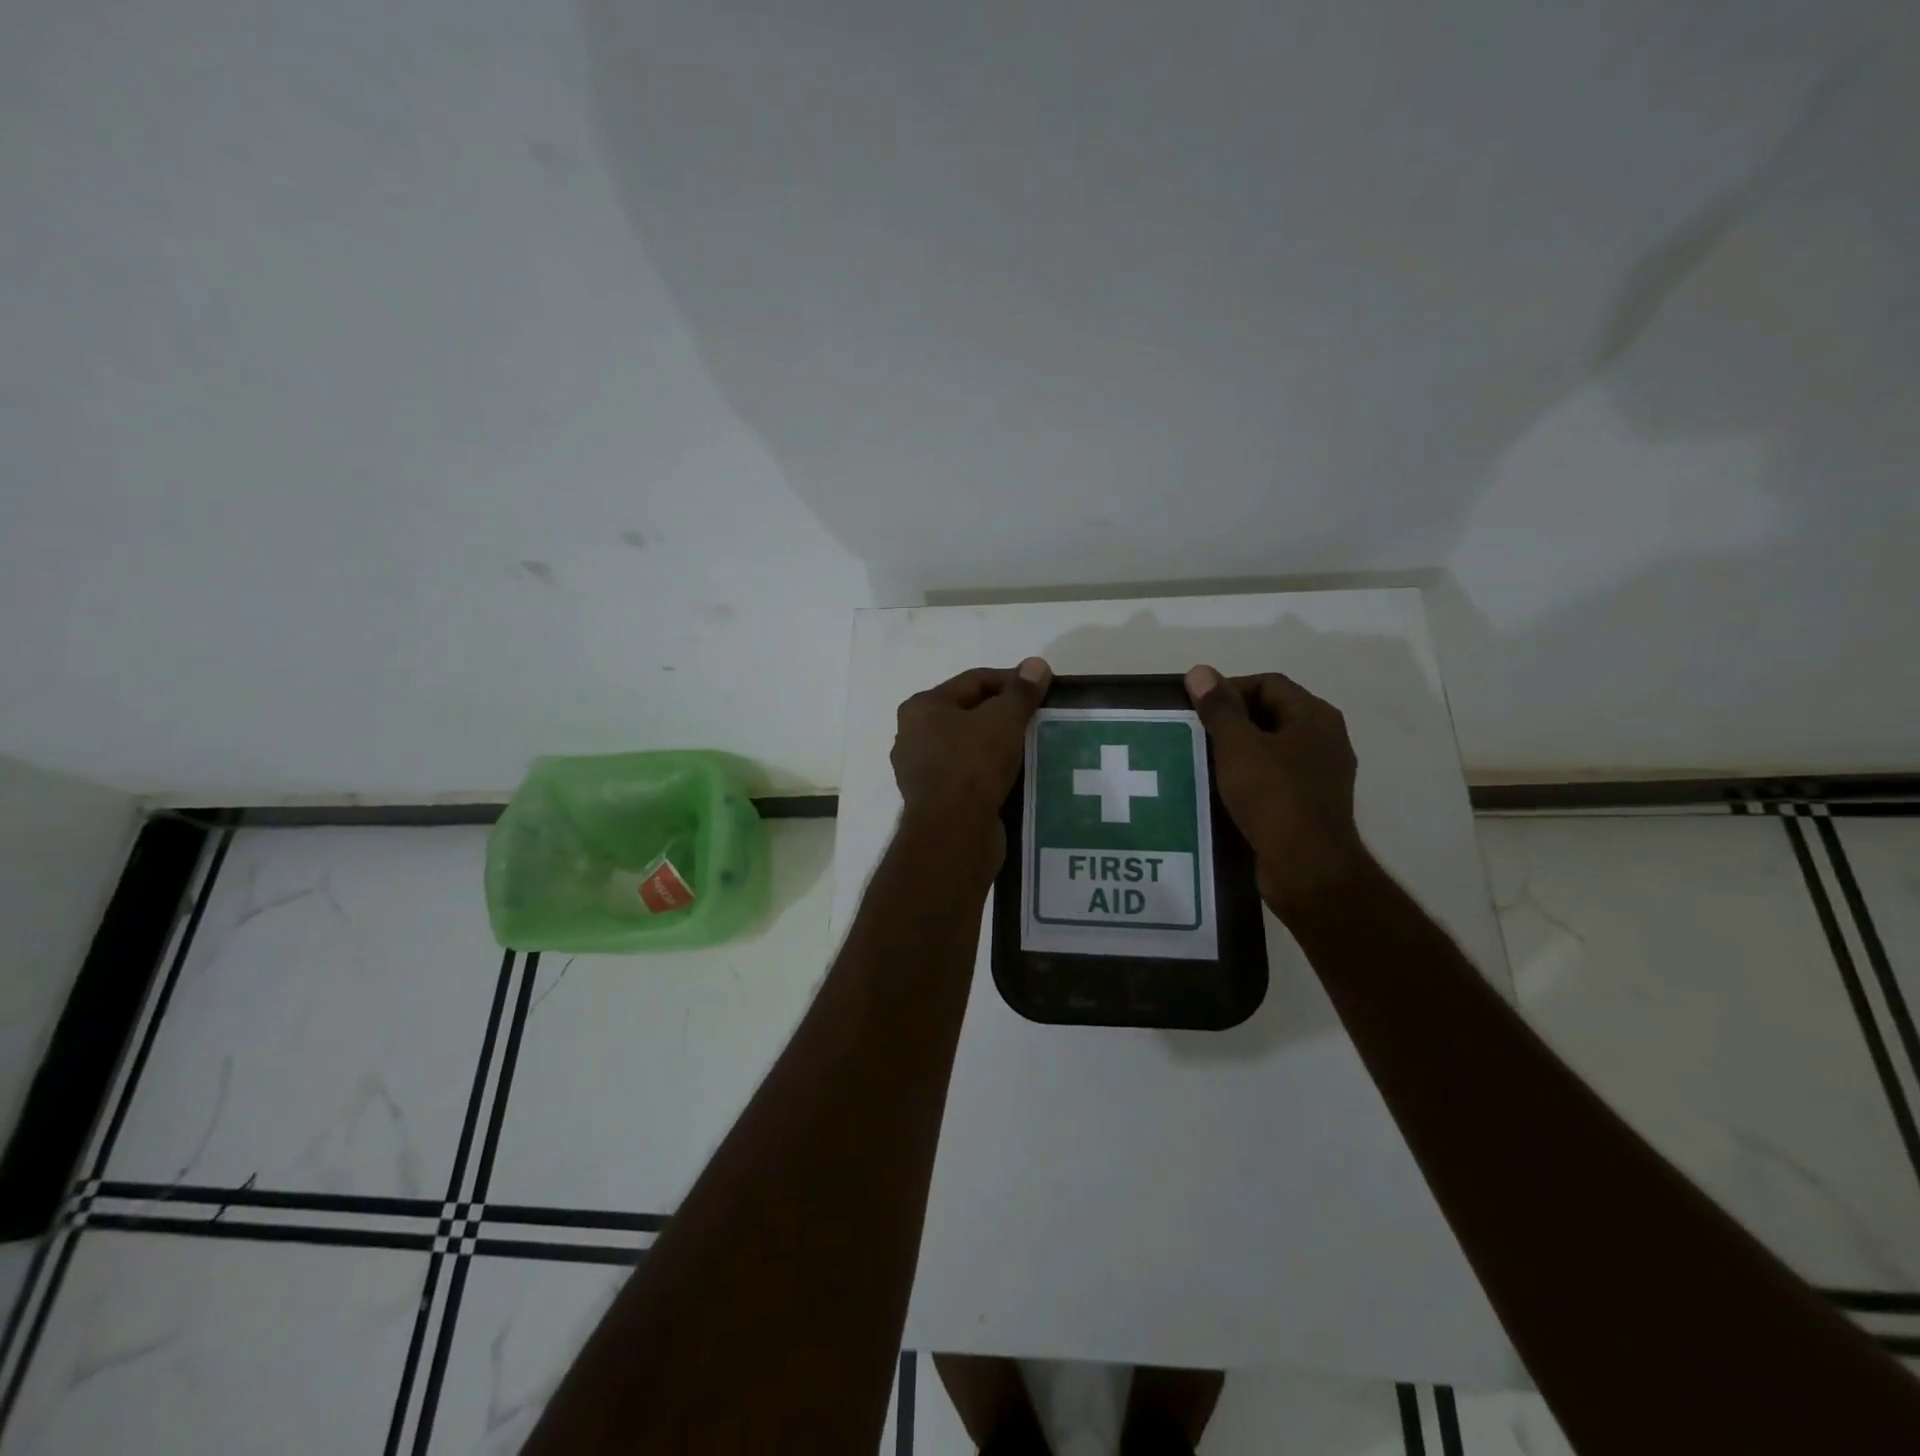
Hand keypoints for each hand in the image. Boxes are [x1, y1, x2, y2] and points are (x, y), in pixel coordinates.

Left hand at [893, 659, 1051, 827]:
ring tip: (1031, 747)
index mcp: (922, 707)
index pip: (973, 680)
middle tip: (1037, 719)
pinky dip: (989, 771)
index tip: (1041, 691)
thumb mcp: (1003, 719)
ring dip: (997, 744)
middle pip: (968, 713)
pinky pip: (967, 775)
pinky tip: (1014, 775)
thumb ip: (1021, 691)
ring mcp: (920, 770)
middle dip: (1003, 714)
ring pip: (967, 746)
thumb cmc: (973, 764)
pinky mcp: (934, 800)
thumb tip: (1037, 664)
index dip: (1011, 681)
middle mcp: (913, 735)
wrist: (953, 831)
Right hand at [1184, 664, 1366, 919]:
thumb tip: (1200, 672)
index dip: (1229, 689)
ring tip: (1201, 762)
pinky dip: (1247, 778)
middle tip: (1195, 735)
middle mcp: (1324, 739)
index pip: (1268, 683)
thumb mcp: (1238, 747)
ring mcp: (1319, 774)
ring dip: (1236, 752)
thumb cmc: (1273, 797)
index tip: (1198, 710)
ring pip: (1270, 748)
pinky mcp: (1308, 805)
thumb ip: (1219, 708)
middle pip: (1270, 714)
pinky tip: (1221, 791)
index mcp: (1314, 717)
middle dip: (1230, 720)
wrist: (1306, 867)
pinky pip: (1273, 778)